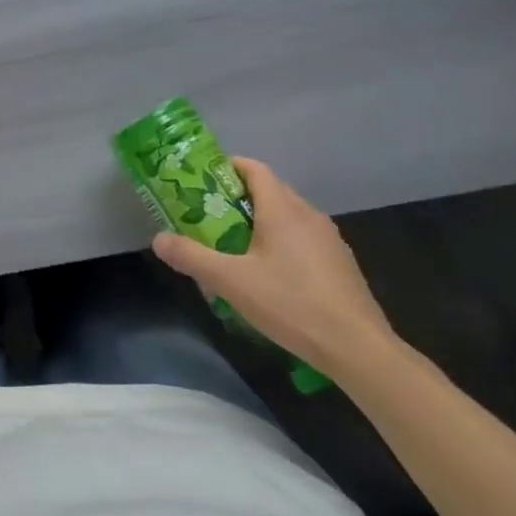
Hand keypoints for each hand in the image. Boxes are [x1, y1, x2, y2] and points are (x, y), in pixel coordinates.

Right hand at [151, 157, 394, 374]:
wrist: (357, 347)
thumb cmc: (291, 304)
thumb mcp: (231, 281)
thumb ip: (192, 257)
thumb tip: (158, 239)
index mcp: (283, 208)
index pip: (253, 169)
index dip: (226, 168)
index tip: (202, 183)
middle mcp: (308, 214)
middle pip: (268, 192)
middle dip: (236, 200)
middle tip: (207, 219)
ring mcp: (328, 238)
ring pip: (286, 217)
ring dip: (258, 224)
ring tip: (232, 249)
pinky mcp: (339, 263)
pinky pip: (302, 240)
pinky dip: (280, 245)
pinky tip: (268, 277)